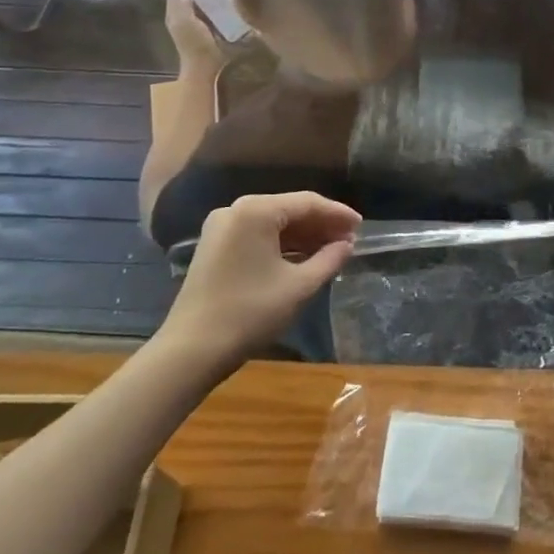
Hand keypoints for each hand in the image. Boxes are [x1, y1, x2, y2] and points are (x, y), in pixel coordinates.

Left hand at [160, 193, 359, 366]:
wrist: (191, 350)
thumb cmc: (250, 313)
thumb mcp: (299, 286)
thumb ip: (329, 259)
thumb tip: (347, 245)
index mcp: (256, 211)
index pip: (307, 203)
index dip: (338, 213)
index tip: (362, 226)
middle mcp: (236, 210)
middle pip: (289, 209)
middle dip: (321, 224)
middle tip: (350, 239)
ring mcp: (221, 228)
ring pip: (273, 223)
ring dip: (303, 235)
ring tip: (332, 249)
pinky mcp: (215, 247)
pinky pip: (257, 236)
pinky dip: (282, 245)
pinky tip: (304, 258)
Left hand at [165, 0, 220, 67]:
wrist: (205, 67)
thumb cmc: (195, 43)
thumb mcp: (186, 22)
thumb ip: (184, 5)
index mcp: (173, 13)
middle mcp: (181, 17)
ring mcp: (193, 24)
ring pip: (197, 4)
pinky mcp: (206, 30)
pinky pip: (207, 13)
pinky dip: (213, 7)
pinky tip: (224, 2)